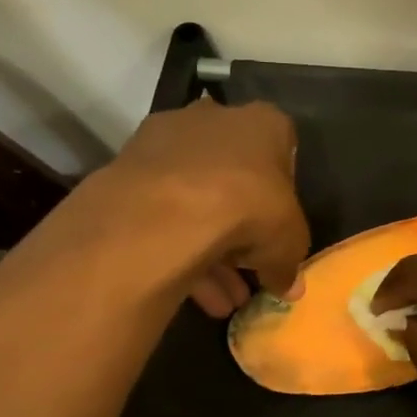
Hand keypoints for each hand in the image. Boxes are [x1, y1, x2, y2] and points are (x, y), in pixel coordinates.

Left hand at [107, 96, 309, 316]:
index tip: (278, 229)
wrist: (165, 212)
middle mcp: (214, 118)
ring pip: (195, 196)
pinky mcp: (127, 166)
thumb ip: (289, 263)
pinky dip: (177, 246)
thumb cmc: (248, 210)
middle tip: (247, 269)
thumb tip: (285, 284)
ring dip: (210, 246)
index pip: (282, 151)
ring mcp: (165, 140)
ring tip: (221, 298)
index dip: (282, 195)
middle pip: (234, 175)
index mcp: (263, 123)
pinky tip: (192, 291)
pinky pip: (162, 208)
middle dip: (242, 225)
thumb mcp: (290, 244)